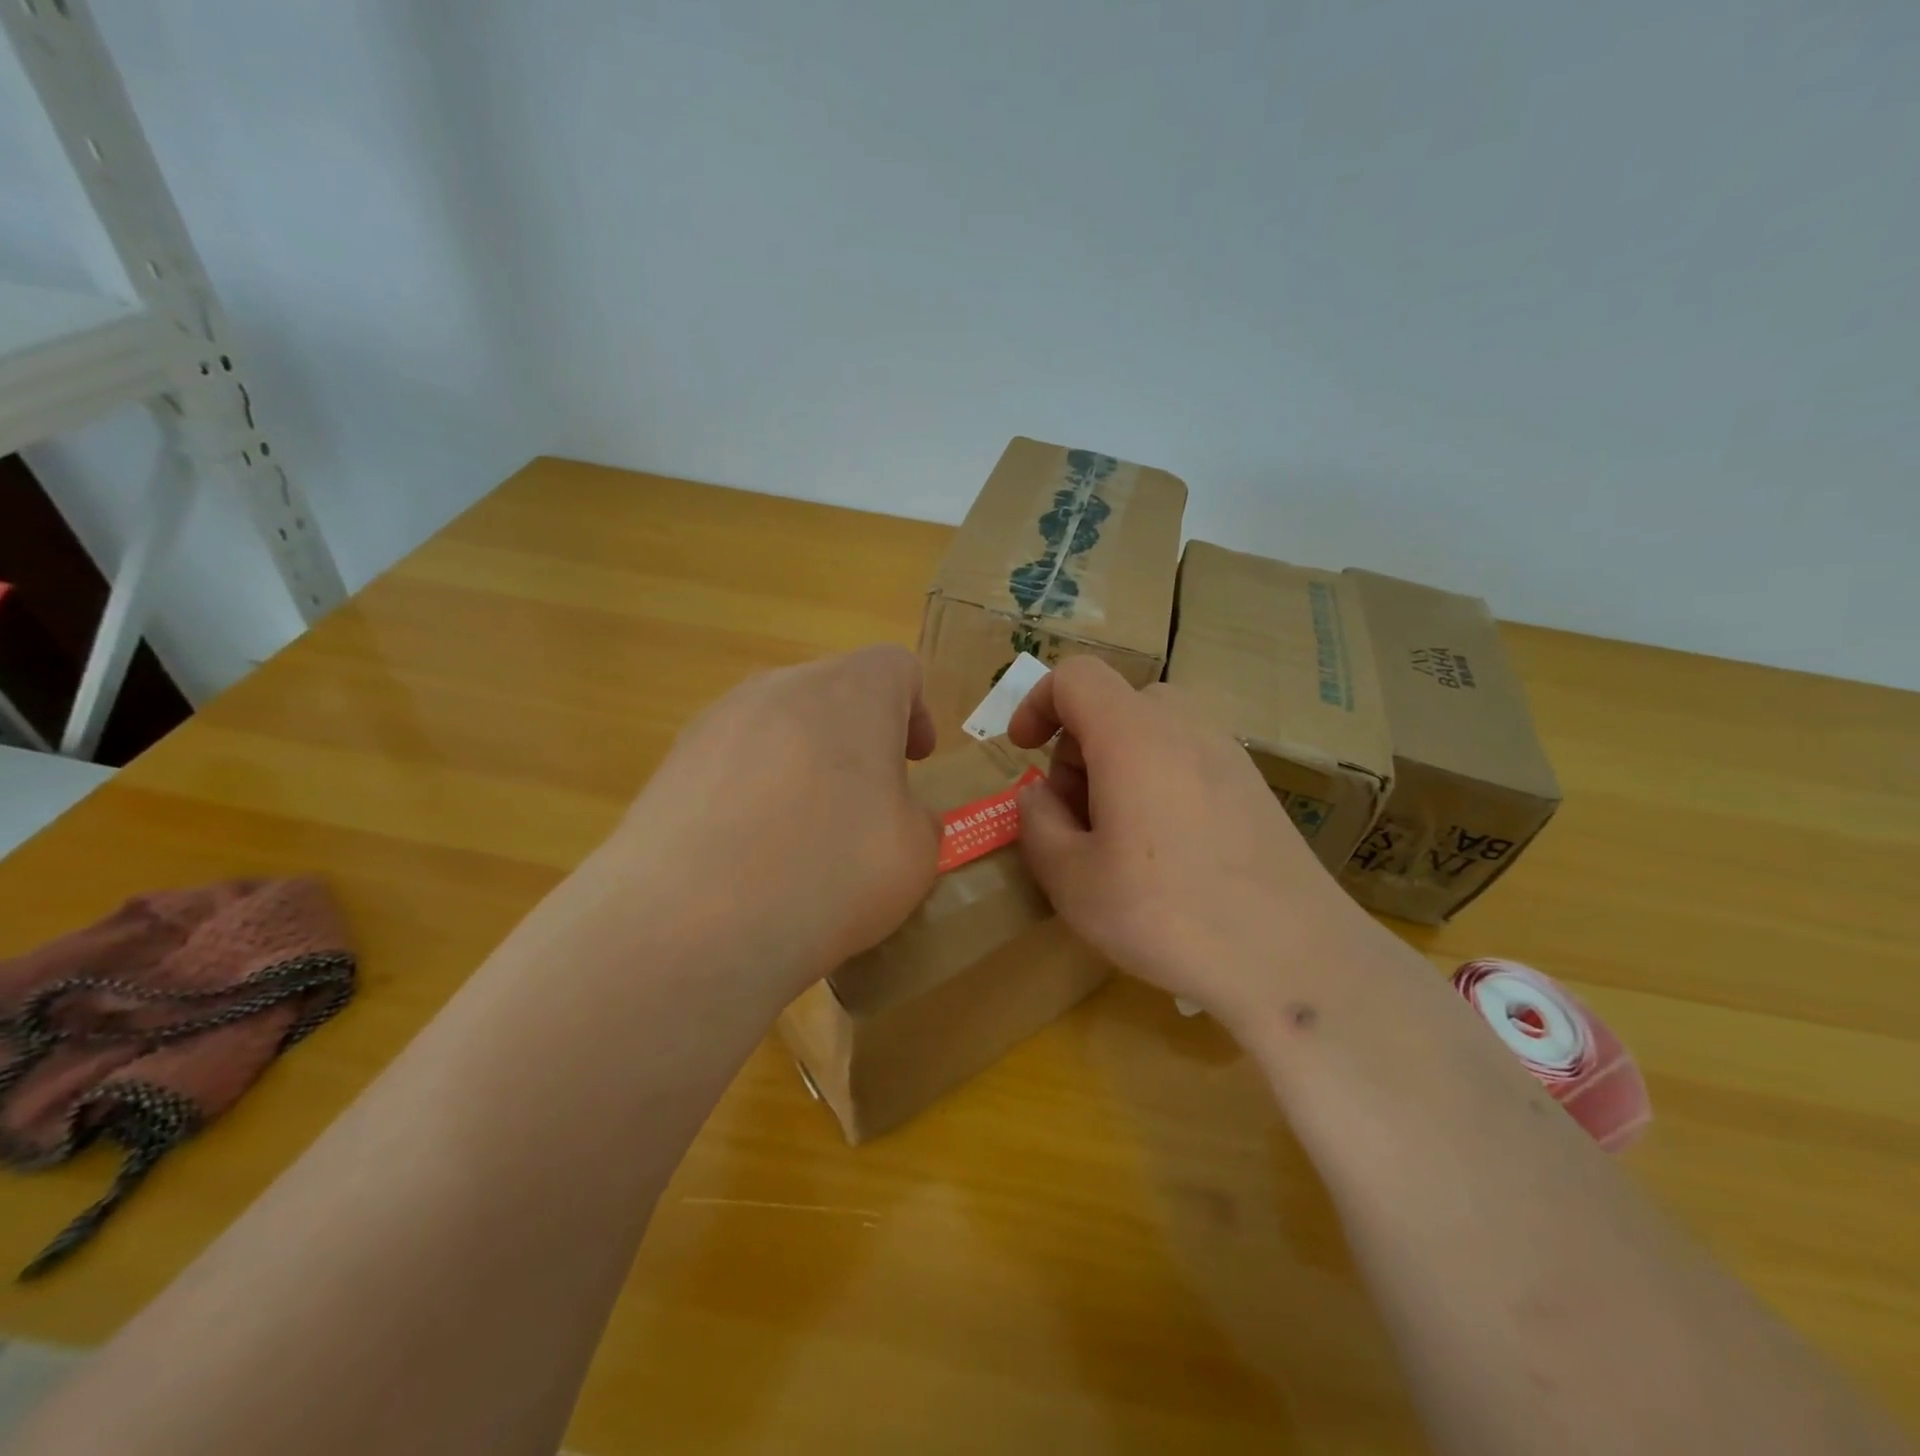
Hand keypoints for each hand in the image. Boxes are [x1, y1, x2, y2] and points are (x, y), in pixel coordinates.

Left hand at [605, 644, 939, 994]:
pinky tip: (748, 852)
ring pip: (780, 724)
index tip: (916, 762)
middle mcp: (782, 687)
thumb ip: (918, 820)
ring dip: (804, 762)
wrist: (686, 926)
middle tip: (868, 802)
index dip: (916, 710)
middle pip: (834, 692)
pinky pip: (732, 760)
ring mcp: (717, 721)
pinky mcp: (671, 762)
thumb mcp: (914, 857)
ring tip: (803, 833)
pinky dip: (754, 789)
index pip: (896, 666)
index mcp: (852, 693)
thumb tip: (896, 815)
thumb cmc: (827, 875)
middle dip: (859, 738)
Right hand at [1008, 655, 1373, 1030]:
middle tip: (1073, 816)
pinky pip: (1187, 756)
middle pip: (1114, 703)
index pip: (1075, 676)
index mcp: (1133, 735)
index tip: (1022, 750)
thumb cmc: (1169, 915)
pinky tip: (1166, 850)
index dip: (1037, 702)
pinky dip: (1156, 779)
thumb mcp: (1072, 880)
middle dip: (1077, 748)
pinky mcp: (1253, 784)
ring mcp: (1227, 753)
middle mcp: (1184, 726)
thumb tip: (1040, 796)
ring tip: (1116, 837)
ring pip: (1151, 730)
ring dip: (1116, 765)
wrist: (1294, 958)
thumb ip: (1037, 823)